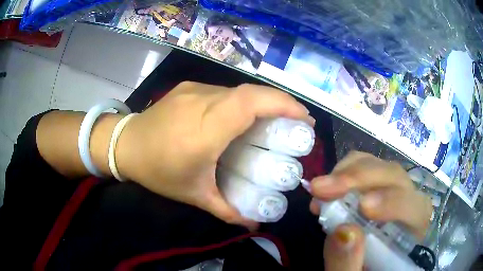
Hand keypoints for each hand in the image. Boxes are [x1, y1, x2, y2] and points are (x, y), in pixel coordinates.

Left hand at [115, 82, 312, 227]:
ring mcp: (194, 90)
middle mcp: (202, 102)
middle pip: (250, 92)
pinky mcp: (189, 87)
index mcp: (205, 130)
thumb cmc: (157, 171)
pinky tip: (241, 118)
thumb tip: (254, 225)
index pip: (250, 103)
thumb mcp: (194, 195)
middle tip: (297, 122)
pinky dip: (242, 102)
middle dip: (281, 103)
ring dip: (262, 103)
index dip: (283, 105)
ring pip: (238, 91)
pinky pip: (224, 92)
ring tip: (273, 121)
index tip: (304, 119)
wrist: (125, 144)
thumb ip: (226, 211)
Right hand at [308, 151, 432, 270]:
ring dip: (348, 173)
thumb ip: (349, 264)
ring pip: (380, 167)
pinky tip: (326, 190)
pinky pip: (365, 165)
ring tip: (319, 190)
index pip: (417, 208)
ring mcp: (393, 191)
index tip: (362, 207)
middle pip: (396, 178)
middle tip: (322, 189)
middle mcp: (409, 204)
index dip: (394, 202)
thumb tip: (344, 232)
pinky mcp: (376, 185)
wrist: (358, 266)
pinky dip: (344, 171)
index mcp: (413, 232)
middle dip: (360, 179)